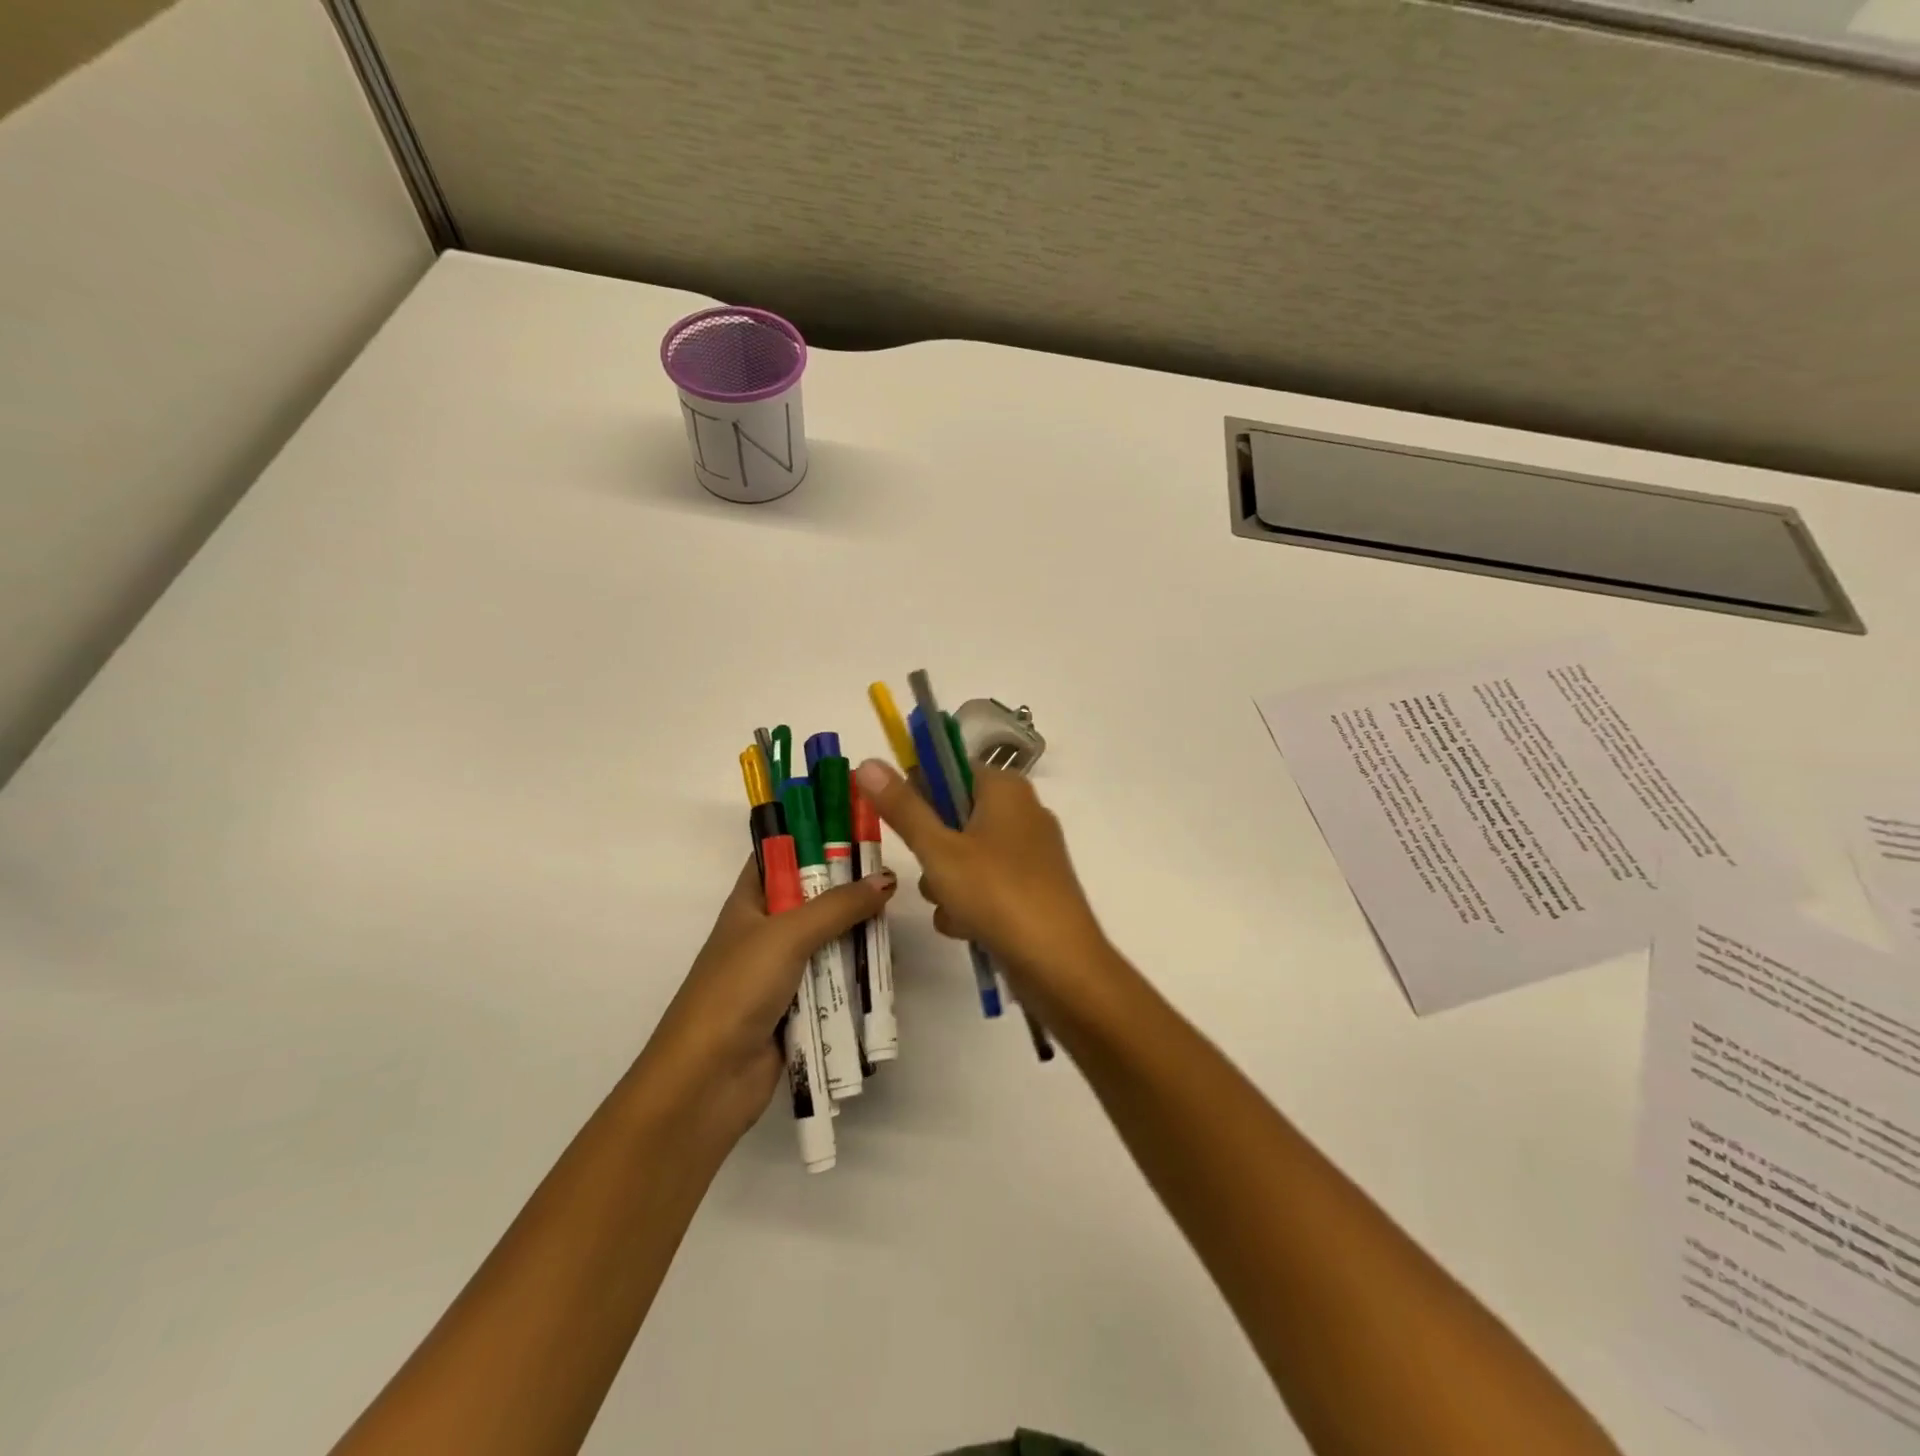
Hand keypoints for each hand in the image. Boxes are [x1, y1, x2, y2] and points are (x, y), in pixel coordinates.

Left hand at [637, 855, 894, 1143]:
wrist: (707, 1080)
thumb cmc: (737, 989)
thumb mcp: (787, 935)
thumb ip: (839, 906)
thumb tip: (886, 879)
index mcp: (748, 902)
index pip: (780, 855)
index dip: (812, 837)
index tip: (855, 826)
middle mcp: (764, 931)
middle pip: (812, 898)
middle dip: (847, 889)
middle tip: (891, 877)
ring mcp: (780, 971)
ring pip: (827, 941)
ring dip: (856, 934)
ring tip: (897, 921)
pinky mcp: (796, 1007)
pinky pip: (832, 981)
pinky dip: (855, 974)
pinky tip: (886, 966)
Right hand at [853, 759, 1112, 1020]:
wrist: (1059, 964)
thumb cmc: (997, 894)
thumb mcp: (939, 850)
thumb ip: (902, 807)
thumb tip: (867, 762)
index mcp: (1006, 788)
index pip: (949, 768)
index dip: (917, 791)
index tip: (899, 822)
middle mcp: (1022, 811)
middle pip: (954, 815)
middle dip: (931, 849)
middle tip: (930, 870)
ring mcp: (1030, 852)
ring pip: (965, 855)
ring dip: (945, 882)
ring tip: (950, 906)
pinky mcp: (1032, 888)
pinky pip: (985, 884)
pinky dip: (970, 903)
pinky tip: (965, 927)